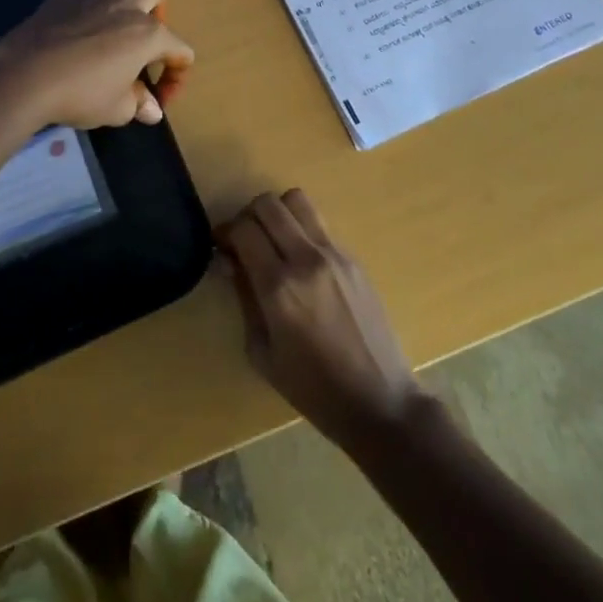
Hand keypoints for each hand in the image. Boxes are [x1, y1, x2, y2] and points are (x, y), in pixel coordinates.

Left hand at [0, 0, 193, 130]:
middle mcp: (126, 8)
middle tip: (144, 35)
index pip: (180, 50)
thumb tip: (152, 111)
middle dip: (158, 6)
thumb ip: (138, 104)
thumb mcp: (117, 109)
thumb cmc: (81, 95)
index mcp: (148, 36)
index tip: (159, 100)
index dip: (176, 76)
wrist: (28, 78)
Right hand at [217, 190, 425, 449]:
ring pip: (297, 200)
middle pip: (268, 204)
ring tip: (275, 241)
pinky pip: (319, 225)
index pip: (244, 229)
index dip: (225, 232)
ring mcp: (334, 254)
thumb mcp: (263, 353)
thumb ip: (244, 299)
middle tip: (246, 242)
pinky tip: (303, 262)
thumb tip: (230, 262)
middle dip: (248, 216)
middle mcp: (306, 260)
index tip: (222, 248)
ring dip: (278, 213)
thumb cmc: (314, 389)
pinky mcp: (354, 258)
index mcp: (279, 287)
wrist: (380, 401)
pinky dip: (302, 230)